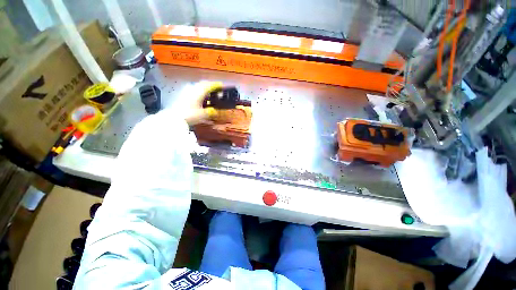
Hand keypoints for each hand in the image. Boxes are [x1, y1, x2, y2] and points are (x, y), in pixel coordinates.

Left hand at [176, 81, 222, 124]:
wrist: (174, 117)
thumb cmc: (191, 115)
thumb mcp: (204, 114)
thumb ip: (211, 112)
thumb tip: (216, 111)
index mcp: (200, 92)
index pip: (209, 85)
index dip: (216, 85)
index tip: (222, 86)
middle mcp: (193, 89)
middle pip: (203, 83)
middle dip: (210, 85)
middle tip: (216, 89)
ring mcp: (187, 91)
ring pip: (198, 86)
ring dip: (204, 88)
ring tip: (209, 94)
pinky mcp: (183, 95)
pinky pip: (193, 90)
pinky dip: (199, 92)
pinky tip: (200, 98)